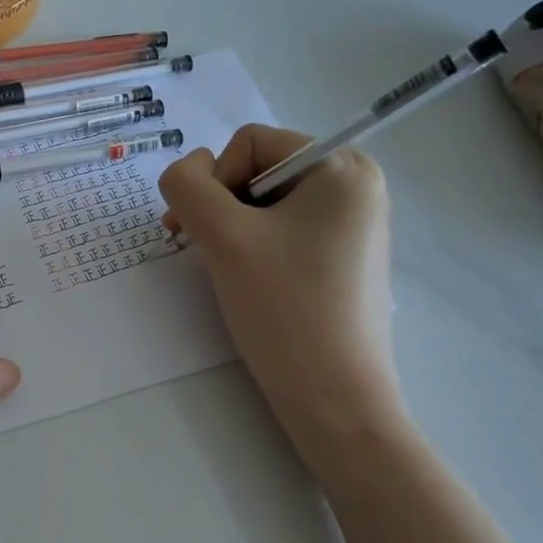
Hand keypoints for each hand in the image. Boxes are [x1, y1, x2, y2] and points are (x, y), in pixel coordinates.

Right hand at [159, 125, 403, 446]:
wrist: (333, 398)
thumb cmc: (284, 309)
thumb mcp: (223, 237)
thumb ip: (187, 186)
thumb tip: (187, 169)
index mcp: (342, 167)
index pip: (250, 143)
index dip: (216, 181)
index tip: (207, 233)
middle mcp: (355, 186)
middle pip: (257, 170)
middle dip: (222, 207)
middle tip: (208, 252)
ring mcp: (351, 224)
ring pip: (264, 203)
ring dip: (232, 229)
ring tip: (229, 270)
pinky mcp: (342, 257)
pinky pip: (282, 230)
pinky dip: (253, 248)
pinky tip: (252, 282)